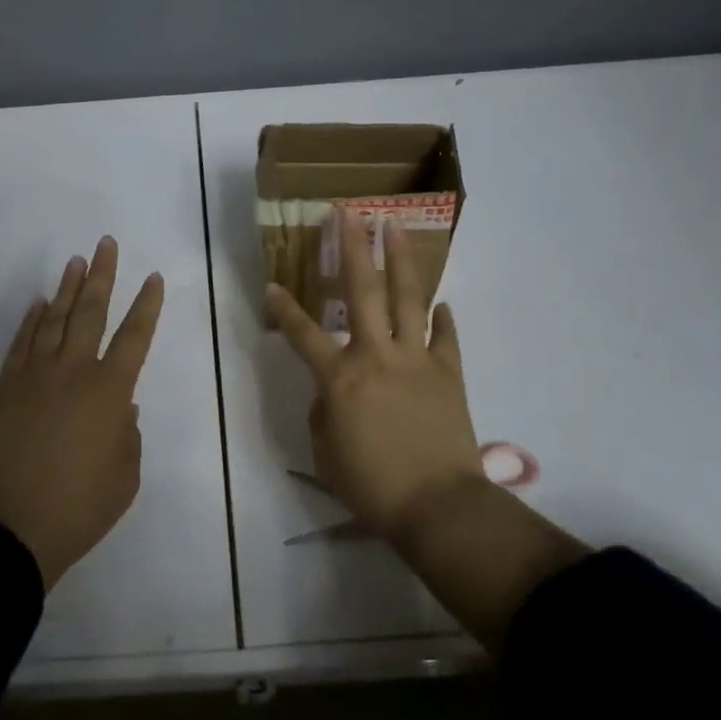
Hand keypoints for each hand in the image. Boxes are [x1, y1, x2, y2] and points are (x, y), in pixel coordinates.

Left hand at [0, 236, 164, 590]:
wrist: (10, 529)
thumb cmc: (79, 508)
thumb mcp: (125, 477)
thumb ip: (128, 436)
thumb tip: (120, 410)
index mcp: (109, 392)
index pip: (134, 336)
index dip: (147, 306)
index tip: (154, 278)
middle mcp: (73, 372)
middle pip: (91, 313)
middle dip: (103, 276)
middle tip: (107, 244)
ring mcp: (34, 376)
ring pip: (55, 320)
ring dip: (68, 289)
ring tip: (77, 261)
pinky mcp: (6, 388)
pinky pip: (21, 343)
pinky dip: (31, 320)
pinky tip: (39, 304)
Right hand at [266, 211, 486, 544]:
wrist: (438, 506)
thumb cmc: (372, 486)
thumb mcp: (326, 453)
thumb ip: (323, 413)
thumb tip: (333, 394)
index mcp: (340, 378)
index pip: (302, 334)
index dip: (283, 309)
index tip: (272, 285)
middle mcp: (376, 356)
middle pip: (362, 290)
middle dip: (352, 247)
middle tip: (349, 213)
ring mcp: (416, 360)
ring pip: (408, 299)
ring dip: (400, 259)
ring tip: (395, 227)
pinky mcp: (448, 374)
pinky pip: (446, 338)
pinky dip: (443, 319)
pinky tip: (442, 304)